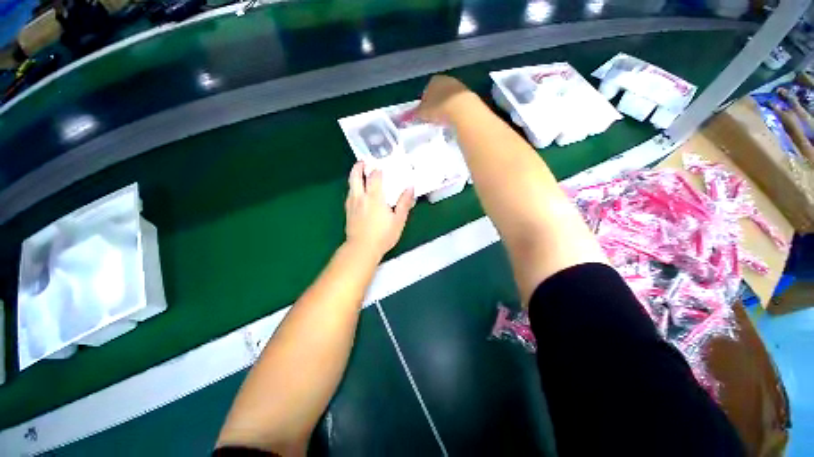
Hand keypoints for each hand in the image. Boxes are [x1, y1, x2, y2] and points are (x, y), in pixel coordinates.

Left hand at [344, 162, 413, 258]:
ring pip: (351, 184)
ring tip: (361, 173)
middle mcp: (361, 197)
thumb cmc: (383, 235)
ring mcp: (352, 204)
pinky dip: (353, 188)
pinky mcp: (348, 211)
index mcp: (374, 197)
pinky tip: (358, 192)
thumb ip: (404, 203)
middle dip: (359, 166)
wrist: (362, 249)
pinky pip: (350, 194)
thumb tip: (410, 187)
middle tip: (364, 161)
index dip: (378, 169)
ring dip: (355, 176)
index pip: (375, 176)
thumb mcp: (398, 220)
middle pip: (356, 176)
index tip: (381, 164)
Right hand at [415, 75, 477, 123]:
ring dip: (446, 106)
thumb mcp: (422, 112)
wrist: (462, 110)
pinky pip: (458, 103)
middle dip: (436, 103)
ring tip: (444, 119)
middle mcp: (447, 79)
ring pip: (449, 97)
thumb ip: (415, 114)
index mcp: (434, 80)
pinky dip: (455, 110)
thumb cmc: (438, 108)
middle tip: (434, 116)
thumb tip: (406, 116)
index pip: (427, 89)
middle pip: (439, 92)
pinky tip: (453, 119)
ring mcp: (459, 86)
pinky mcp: (469, 96)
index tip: (425, 113)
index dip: (425, 102)